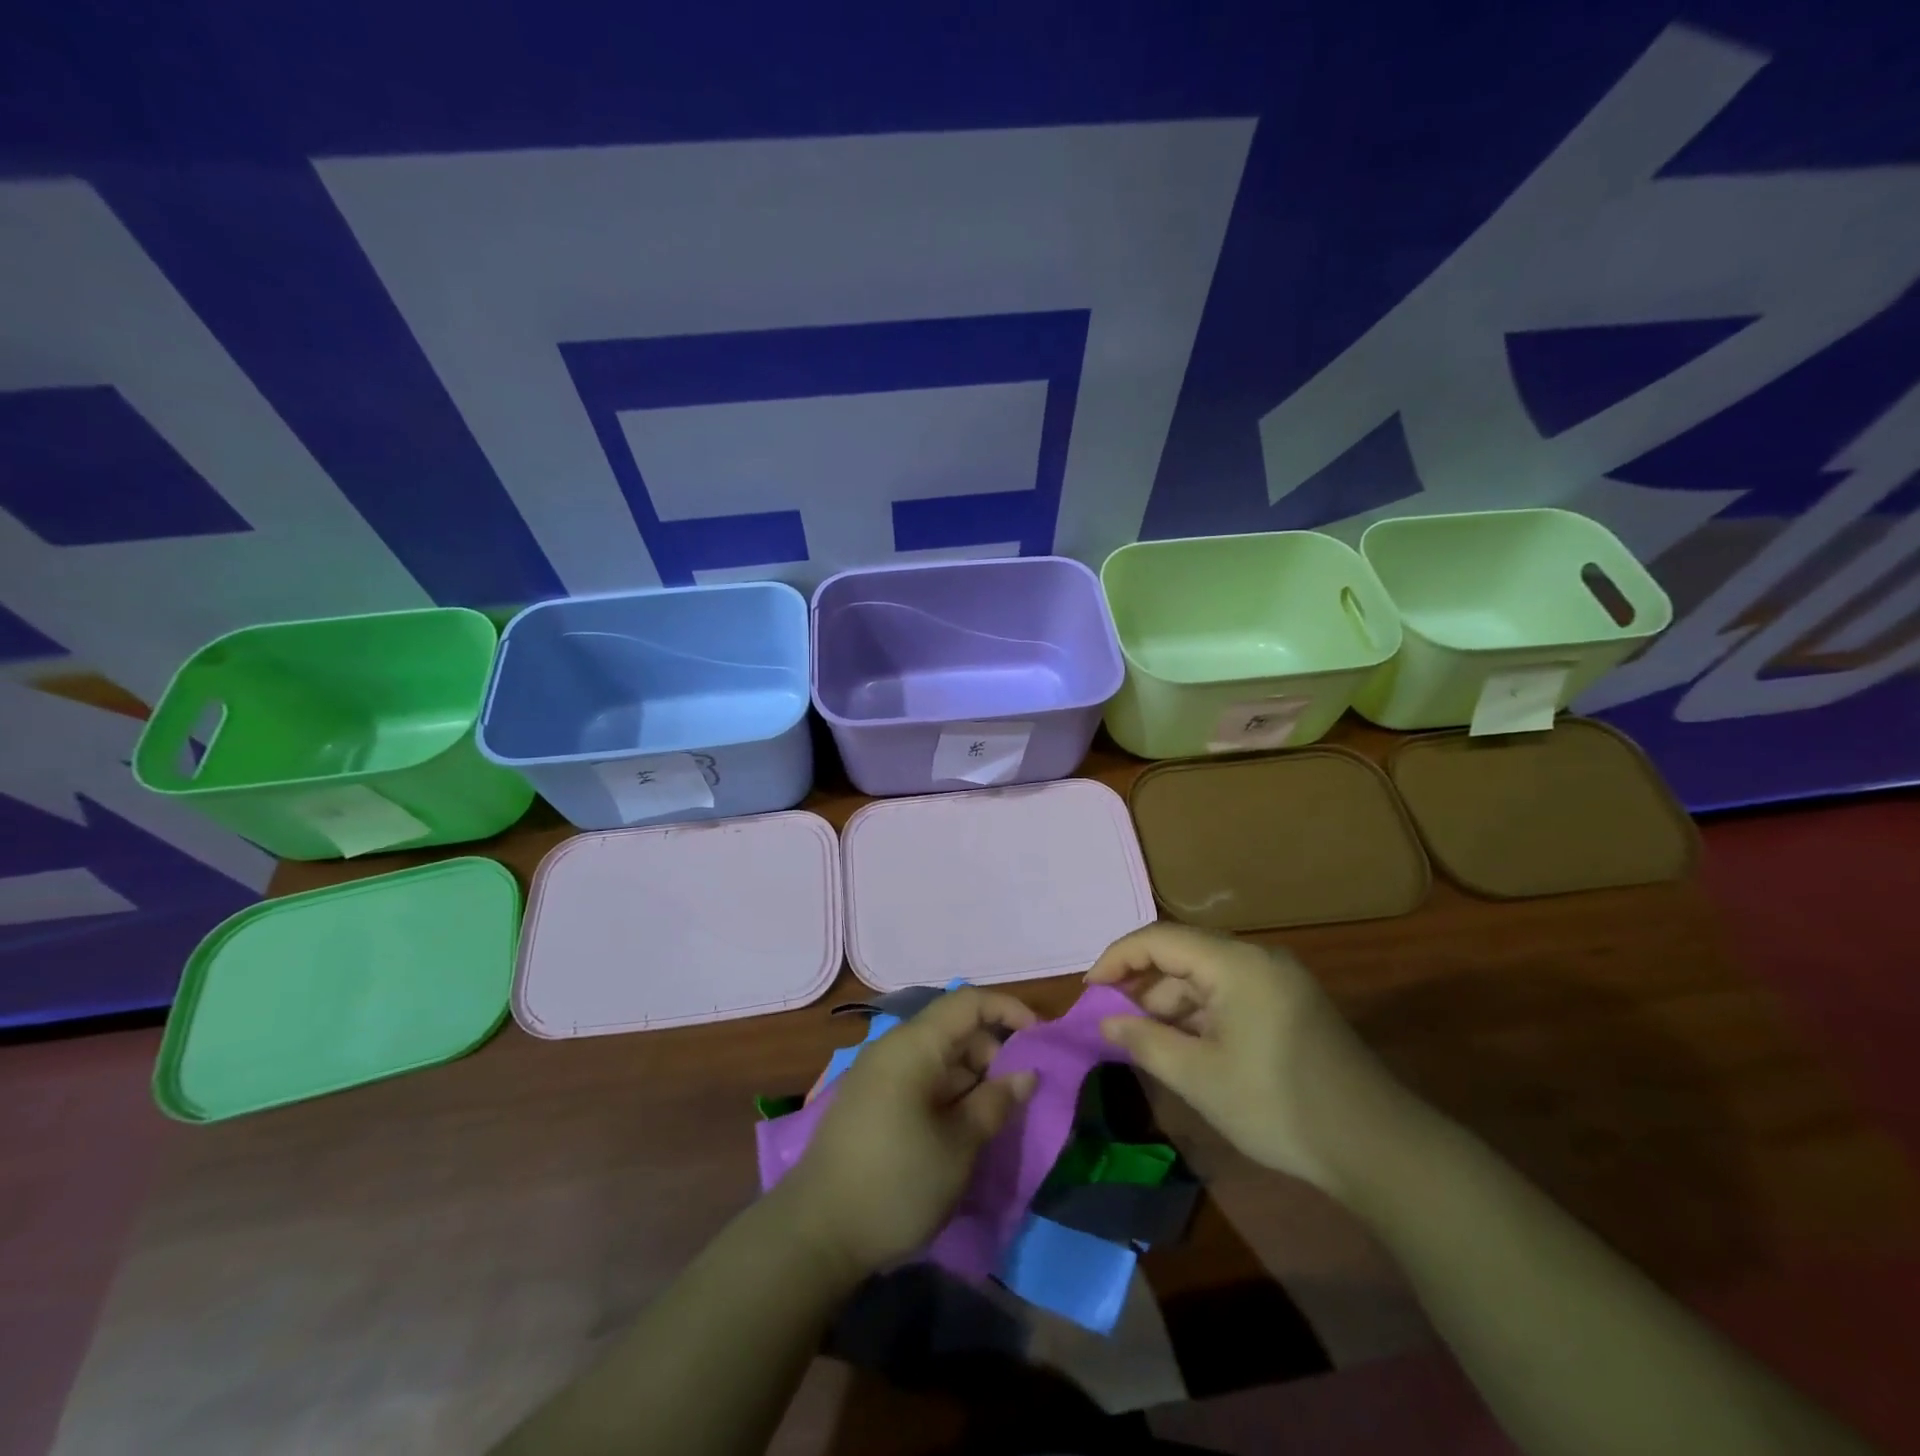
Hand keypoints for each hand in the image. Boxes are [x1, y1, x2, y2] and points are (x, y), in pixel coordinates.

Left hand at [778, 987, 1037, 1279]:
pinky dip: (948, 1092)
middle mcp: (894, 1048)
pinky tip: (963, 1127)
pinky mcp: (871, 1101)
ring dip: (972, 1077)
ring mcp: (878, 1074)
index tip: (1042, 1039)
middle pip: (954, 1029)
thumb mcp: (958, 1146)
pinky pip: (920, 1079)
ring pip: (938, 1056)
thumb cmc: (896, 1183)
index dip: (1009, 1010)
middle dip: (994, 1052)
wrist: (815, 1234)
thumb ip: (995, 1102)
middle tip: (1021, 1093)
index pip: (969, 1002)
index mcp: (914, 1045)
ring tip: (997, 1116)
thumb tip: (1026, 1073)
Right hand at [1088, 924, 1410, 1195]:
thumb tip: (1106, 1020)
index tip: (1089, 991)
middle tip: (1112, 1019)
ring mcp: (1279, 980)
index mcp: (1236, 963)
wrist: (1377, 1148)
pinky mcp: (1291, 1004)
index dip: (1118, 959)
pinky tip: (1187, 1046)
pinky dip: (1201, 1013)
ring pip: (1207, 975)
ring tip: (1146, 1040)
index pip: (1159, 939)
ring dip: (1172, 1002)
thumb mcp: (1199, 1076)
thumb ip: (1144, 1040)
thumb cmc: (1277, 1105)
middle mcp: (1258, 958)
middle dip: (1143, 984)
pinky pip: (1231, 993)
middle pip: (1183, 954)